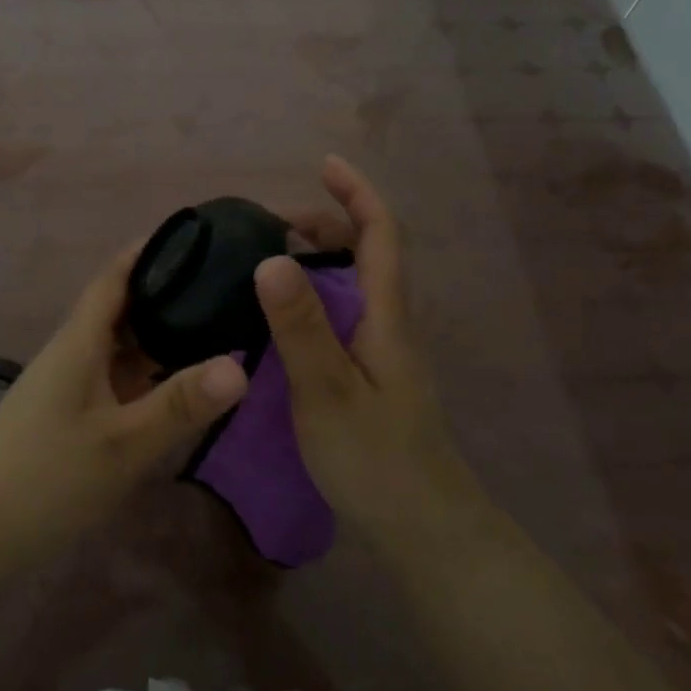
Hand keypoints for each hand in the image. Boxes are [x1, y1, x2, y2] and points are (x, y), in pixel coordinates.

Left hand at [0, 246, 248, 559]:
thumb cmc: (46, 479)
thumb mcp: (122, 444)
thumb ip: (180, 404)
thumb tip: (242, 365)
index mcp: (79, 343)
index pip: (114, 278)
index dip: (148, 251)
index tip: (193, 235)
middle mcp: (72, 354)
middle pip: (122, 310)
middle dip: (167, 295)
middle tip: (224, 288)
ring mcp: (68, 387)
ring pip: (119, 348)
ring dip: (159, 338)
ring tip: (214, 330)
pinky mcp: (68, 416)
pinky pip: (114, 379)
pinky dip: (146, 375)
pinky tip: (177, 388)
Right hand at [259, 157, 488, 549]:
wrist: (422, 526)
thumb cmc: (375, 458)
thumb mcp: (327, 390)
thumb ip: (300, 327)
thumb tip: (270, 258)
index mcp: (386, 316)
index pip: (381, 234)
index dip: (357, 193)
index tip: (324, 164)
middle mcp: (389, 324)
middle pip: (368, 252)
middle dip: (328, 222)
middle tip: (271, 226)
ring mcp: (382, 351)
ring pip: (354, 285)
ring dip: (318, 258)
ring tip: (267, 261)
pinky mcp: (370, 376)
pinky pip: (342, 314)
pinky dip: (313, 295)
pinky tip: (280, 318)